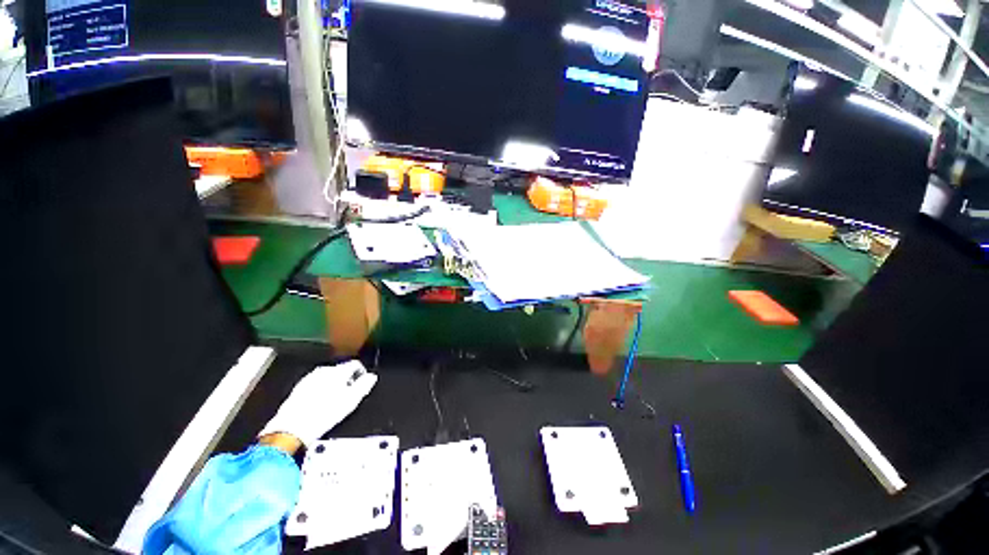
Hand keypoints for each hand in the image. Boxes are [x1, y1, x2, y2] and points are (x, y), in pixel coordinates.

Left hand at [259, 360, 377, 447]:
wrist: (292, 428)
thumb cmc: (324, 414)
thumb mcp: (352, 400)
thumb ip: (364, 385)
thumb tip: (372, 377)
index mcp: (338, 371)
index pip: (355, 364)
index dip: (361, 373)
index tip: (362, 383)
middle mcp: (323, 370)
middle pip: (341, 370)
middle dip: (347, 380)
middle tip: (349, 394)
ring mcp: (309, 378)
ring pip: (327, 377)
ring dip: (334, 385)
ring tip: (335, 401)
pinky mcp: (298, 388)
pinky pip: (315, 384)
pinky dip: (321, 390)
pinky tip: (320, 403)